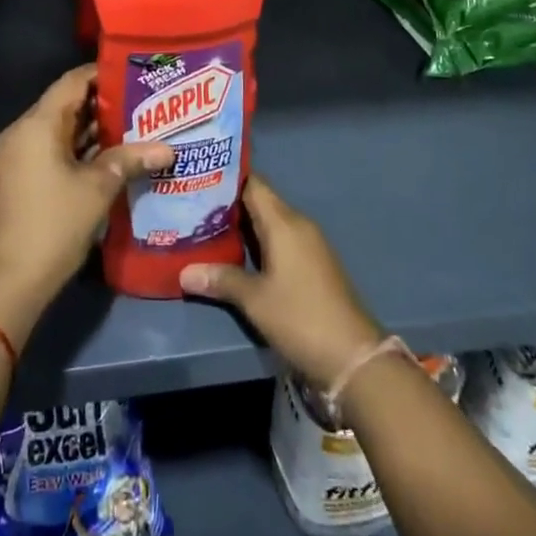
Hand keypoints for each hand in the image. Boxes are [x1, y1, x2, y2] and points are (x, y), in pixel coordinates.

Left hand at [0, 66, 172, 339]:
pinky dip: (81, 148)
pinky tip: (113, 154)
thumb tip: (167, 149)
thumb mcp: (98, 188)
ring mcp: (20, 155)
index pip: (73, 81)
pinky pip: (54, 148)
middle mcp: (24, 131)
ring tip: (137, 125)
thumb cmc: (53, 224)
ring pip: (62, 128)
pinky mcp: (22, 176)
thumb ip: (130, 160)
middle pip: (67, 103)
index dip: (104, 74)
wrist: (8, 280)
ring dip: (94, 128)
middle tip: (145, 101)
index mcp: (38, 124)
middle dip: (105, 103)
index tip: (136, 74)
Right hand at [181, 175, 381, 388]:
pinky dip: (257, 242)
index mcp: (284, 222)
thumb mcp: (255, 300)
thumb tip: (183, 272)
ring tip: (204, 227)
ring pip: (269, 222)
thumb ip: (221, 279)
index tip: (197, 179)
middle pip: (259, 201)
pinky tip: (234, 254)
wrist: (353, 356)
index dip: (225, 178)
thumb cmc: (300, 317)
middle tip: (191, 206)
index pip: (252, 183)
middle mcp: (297, 224)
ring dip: (241, 225)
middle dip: (227, 204)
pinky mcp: (312, 264)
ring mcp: (308, 244)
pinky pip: (279, 240)